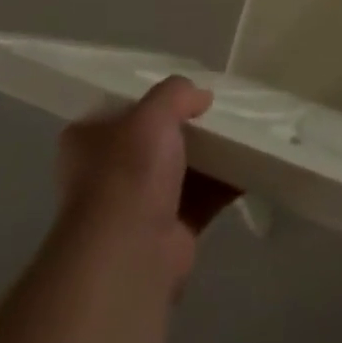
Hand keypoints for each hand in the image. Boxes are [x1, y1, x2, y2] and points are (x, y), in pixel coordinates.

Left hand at [57, 76, 239, 290]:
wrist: (131, 252)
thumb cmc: (129, 171)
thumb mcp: (152, 114)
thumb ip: (176, 94)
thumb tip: (202, 95)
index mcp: (89, 140)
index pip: (122, 109)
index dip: (153, 97)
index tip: (186, 90)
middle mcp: (108, 172)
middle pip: (156, 139)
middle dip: (188, 127)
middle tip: (222, 108)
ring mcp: (138, 204)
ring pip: (182, 169)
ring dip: (211, 155)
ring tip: (246, 130)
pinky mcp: (170, 230)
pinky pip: (204, 197)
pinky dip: (226, 183)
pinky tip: (252, 163)